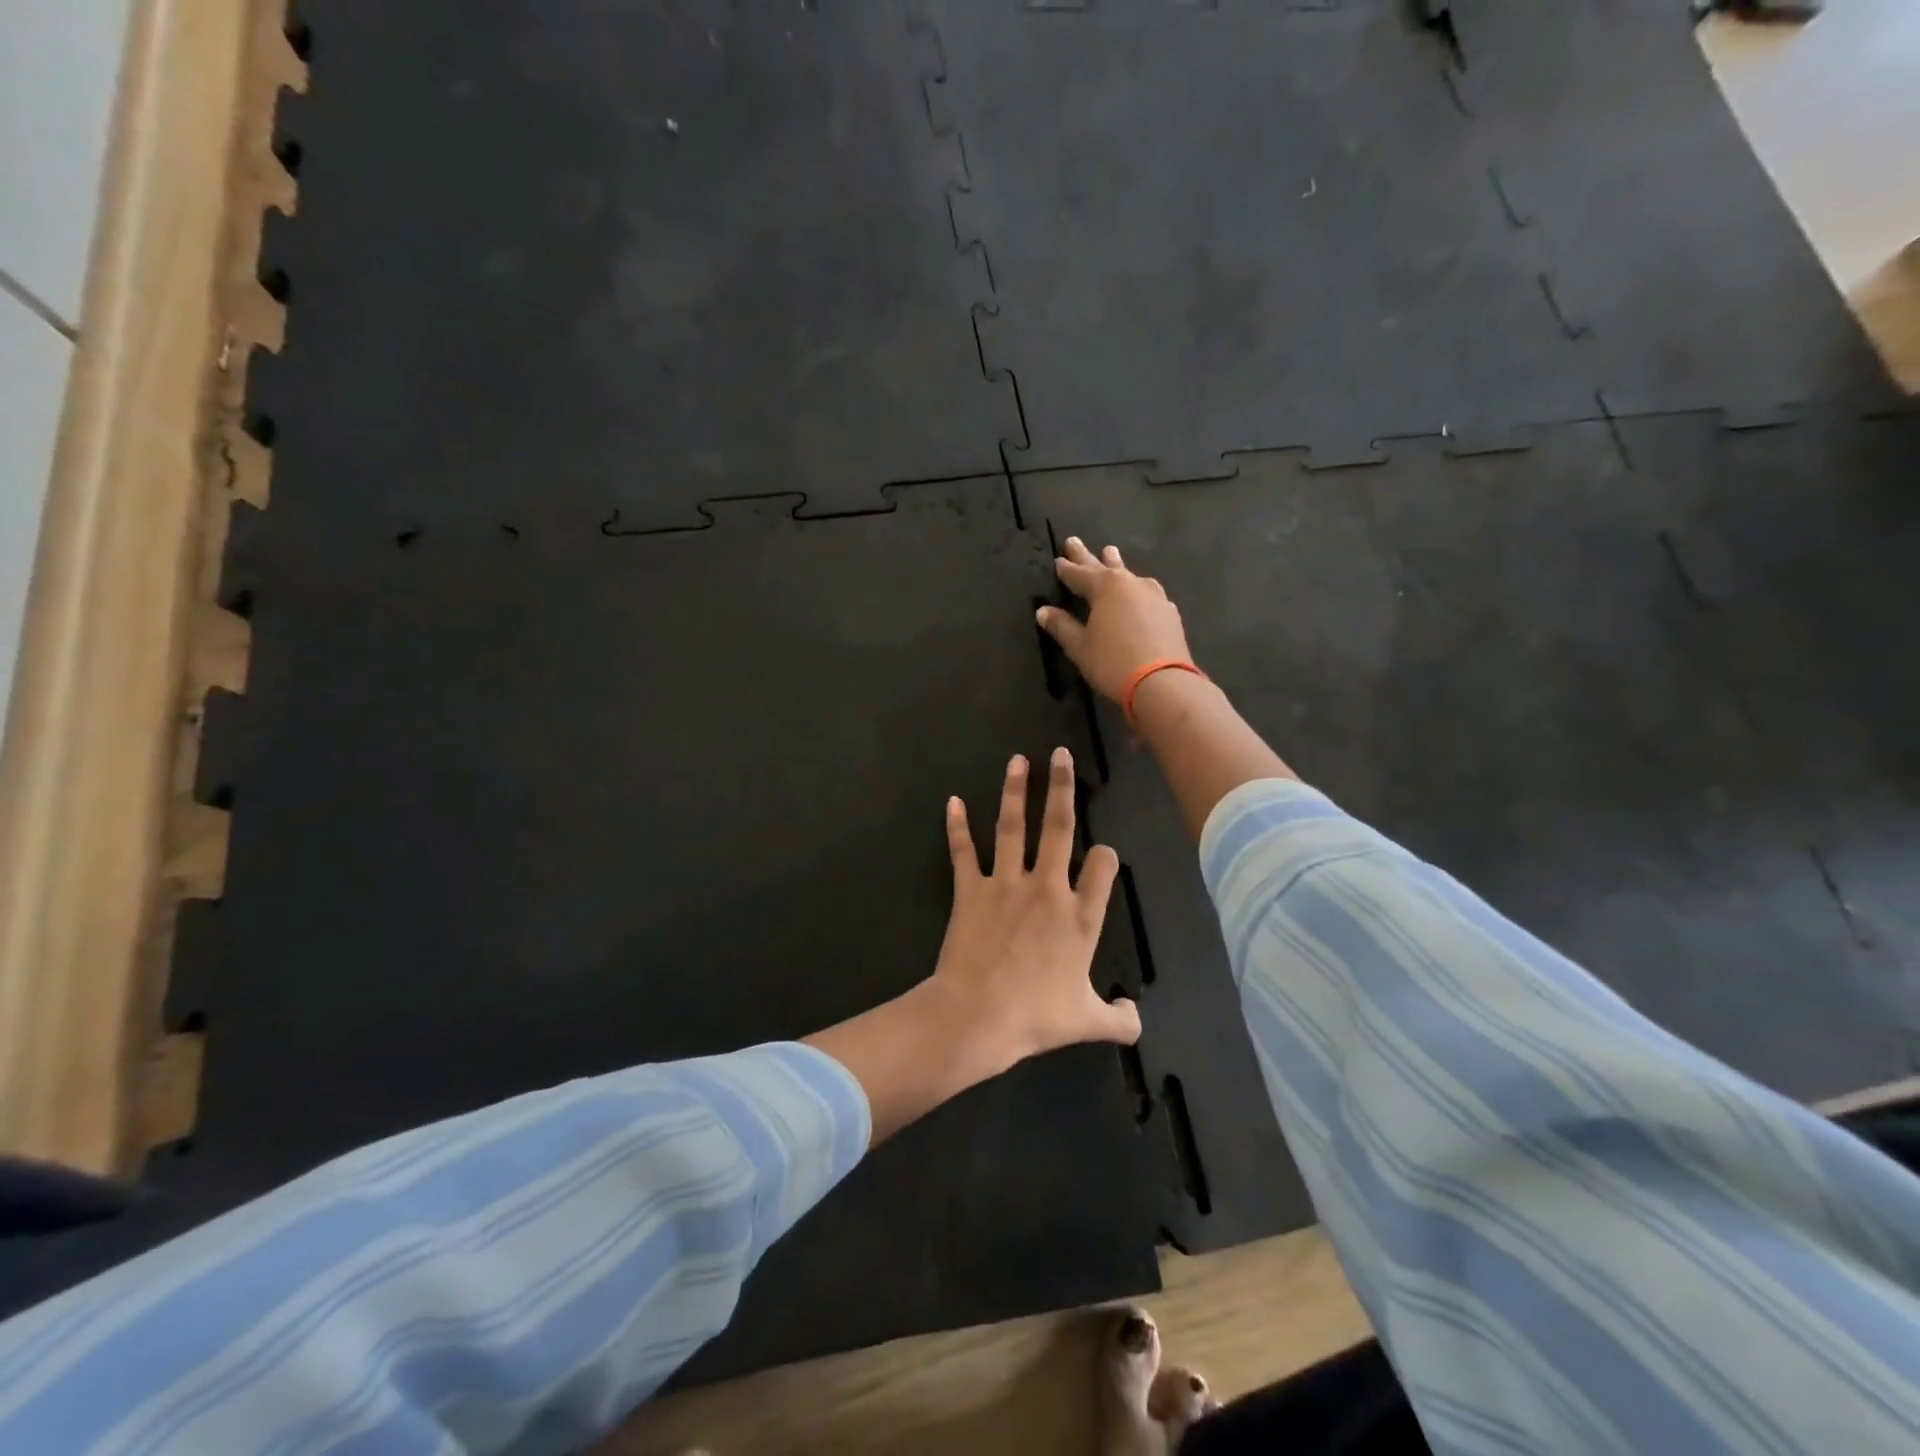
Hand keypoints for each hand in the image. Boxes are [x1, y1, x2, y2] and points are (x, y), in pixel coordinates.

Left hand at [930, 748, 1141, 1074]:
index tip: (1103, 855)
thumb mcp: (1087, 1023)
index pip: (1103, 866)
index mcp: (1080, 916)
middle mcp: (1047, 888)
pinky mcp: (970, 890)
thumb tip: (1137, 1019)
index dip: (1106, 857)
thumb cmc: (1036, 1018)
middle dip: (1062, 787)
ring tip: (1018, 760)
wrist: (977, 1016)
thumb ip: (1120, 1019)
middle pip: (1059, 827)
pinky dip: (957, 826)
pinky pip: (963, 852)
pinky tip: (953, 801)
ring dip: (1015, 791)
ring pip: (1013, 827)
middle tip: (1061, 755)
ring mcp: (1006, 884)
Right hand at [1035, 538, 1194, 702]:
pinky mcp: (1169, 612)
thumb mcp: (1080, 647)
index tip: (1058, 560)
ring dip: (1116, 566)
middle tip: (1074, 541)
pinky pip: (1146, 593)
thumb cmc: (1113, 662)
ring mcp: (1154, 596)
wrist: (1162, 683)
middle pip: (1105, 566)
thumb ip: (1062, 626)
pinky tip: (1137, 593)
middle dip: (1088, 556)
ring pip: (1129, 576)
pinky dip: (1135, 590)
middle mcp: (1131, 584)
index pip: (1079, 574)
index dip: (1067, 569)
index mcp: (1106, 587)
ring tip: (1110, 554)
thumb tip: (1043, 611)